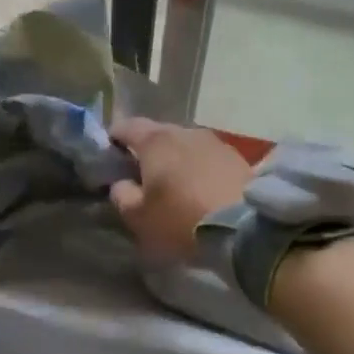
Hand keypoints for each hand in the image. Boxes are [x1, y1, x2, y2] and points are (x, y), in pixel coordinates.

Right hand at [108, 118, 252, 261]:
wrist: (245, 227)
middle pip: (156, 134)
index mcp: (154, 140)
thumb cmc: (181, 219)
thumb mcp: (138, 216)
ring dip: (174, 160)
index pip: (125, 126)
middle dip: (145, 151)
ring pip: (183, 145)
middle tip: (140, 176)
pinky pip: (205, 158)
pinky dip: (196, 169)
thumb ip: (121, 195)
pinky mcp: (236, 157)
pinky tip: (198, 190)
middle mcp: (184, 131)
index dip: (112, 139)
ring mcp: (213, 141)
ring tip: (172, 185)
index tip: (109, 157)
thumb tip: (121, 183)